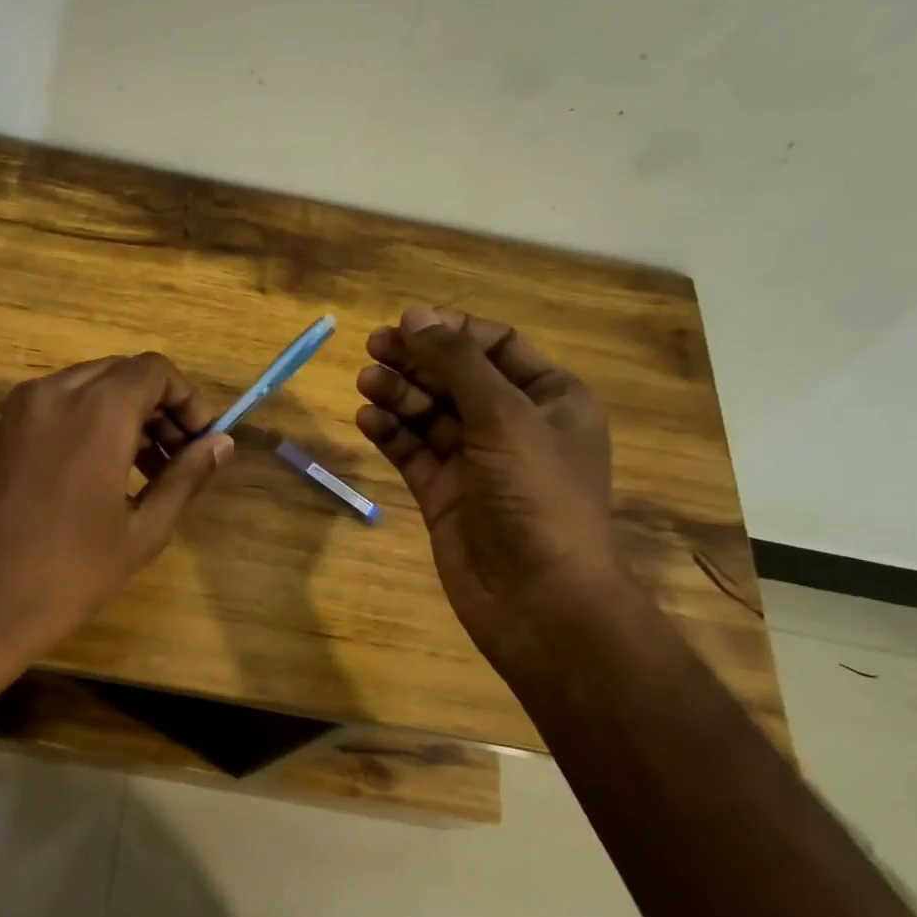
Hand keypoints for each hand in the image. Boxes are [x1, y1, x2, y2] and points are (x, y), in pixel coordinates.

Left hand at [0, 353, 233, 696]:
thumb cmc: (68, 574)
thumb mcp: (142, 531)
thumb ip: (186, 476)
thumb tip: (221, 443)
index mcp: (95, 411)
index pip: (154, 371)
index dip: (187, 400)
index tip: (201, 441)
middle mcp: (55, 393)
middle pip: (122, 373)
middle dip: (158, 406)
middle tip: (179, 457)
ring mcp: (20, 409)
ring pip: (89, 386)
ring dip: (125, 414)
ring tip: (147, 469)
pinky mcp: (1, 430)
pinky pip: (59, 405)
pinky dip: (90, 421)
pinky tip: (103, 472)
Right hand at [356, 306, 621, 660]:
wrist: (538, 599)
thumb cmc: (537, 496)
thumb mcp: (504, 416)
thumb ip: (457, 363)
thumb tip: (415, 317)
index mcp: (550, 399)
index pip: (497, 346)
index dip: (451, 330)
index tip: (406, 322)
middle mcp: (514, 425)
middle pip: (457, 377)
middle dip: (417, 360)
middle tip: (372, 348)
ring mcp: (476, 462)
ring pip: (430, 414)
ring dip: (399, 394)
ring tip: (365, 382)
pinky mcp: (444, 494)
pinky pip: (413, 451)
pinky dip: (391, 433)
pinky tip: (367, 418)